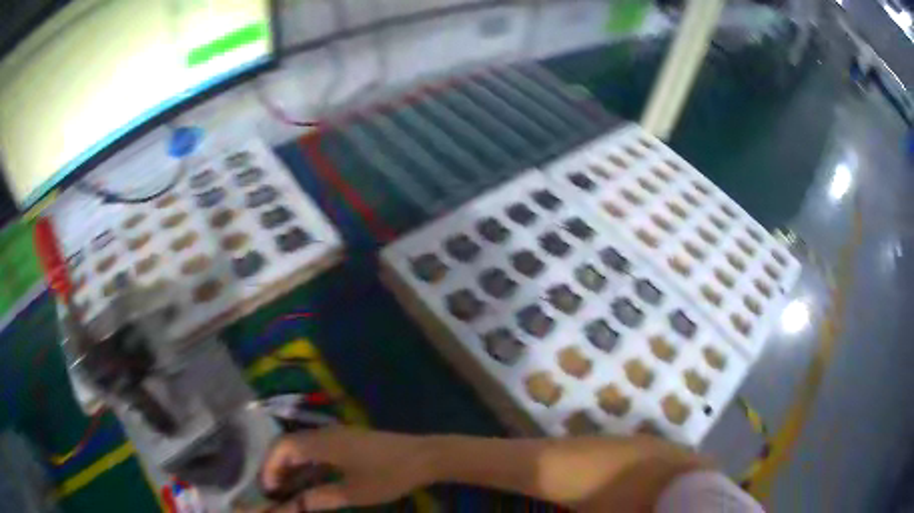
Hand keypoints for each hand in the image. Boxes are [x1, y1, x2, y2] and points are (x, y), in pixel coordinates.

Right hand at [256, 426, 433, 511]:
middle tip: (275, 490)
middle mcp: (325, 433)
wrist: (425, 456)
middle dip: (277, 466)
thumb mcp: (353, 492)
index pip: (282, 447)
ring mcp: (338, 434)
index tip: (268, 489)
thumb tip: (295, 506)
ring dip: (292, 464)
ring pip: (303, 445)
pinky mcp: (348, 439)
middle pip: (289, 444)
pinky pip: (317, 447)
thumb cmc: (389, 476)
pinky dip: (307, 461)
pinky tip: (310, 478)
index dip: (269, 466)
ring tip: (288, 487)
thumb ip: (320, 498)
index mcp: (322, 443)